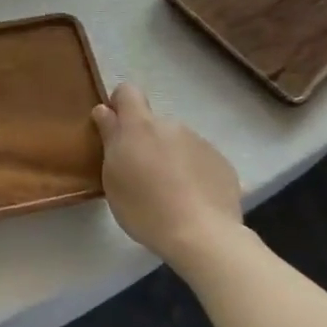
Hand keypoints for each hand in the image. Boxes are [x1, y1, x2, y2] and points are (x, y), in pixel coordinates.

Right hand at [91, 83, 243, 271]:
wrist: (202, 235)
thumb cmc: (144, 207)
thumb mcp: (112, 176)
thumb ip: (110, 138)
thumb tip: (105, 111)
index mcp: (140, 126)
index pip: (127, 92)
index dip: (118, 105)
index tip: (114, 129)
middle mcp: (172, 125)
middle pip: (152, 123)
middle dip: (144, 140)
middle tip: (140, 174)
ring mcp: (200, 142)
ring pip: (176, 142)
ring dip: (169, 157)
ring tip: (169, 191)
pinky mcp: (222, 162)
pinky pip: (199, 159)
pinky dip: (191, 172)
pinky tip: (191, 199)